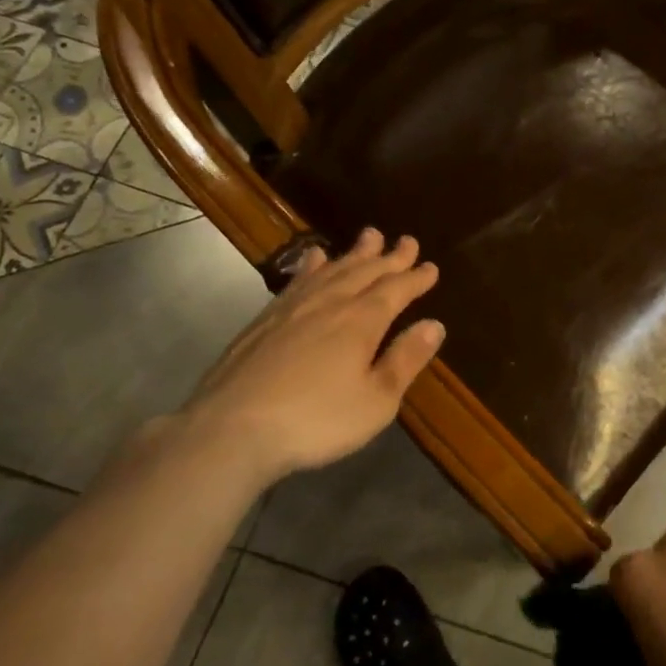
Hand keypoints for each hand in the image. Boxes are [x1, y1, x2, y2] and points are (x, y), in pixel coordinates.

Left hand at [153, 229, 444, 497]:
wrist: (231, 429)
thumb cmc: (316, 421)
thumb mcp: (376, 401)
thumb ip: (405, 360)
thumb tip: (435, 325)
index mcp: (362, 322)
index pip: (396, 290)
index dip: (416, 278)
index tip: (431, 266)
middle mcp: (330, 304)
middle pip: (365, 272)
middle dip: (390, 257)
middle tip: (408, 241)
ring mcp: (292, 308)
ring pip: (332, 269)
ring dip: (354, 253)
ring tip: (370, 236)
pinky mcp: (264, 320)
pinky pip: (297, 280)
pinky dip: (312, 265)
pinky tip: (314, 259)